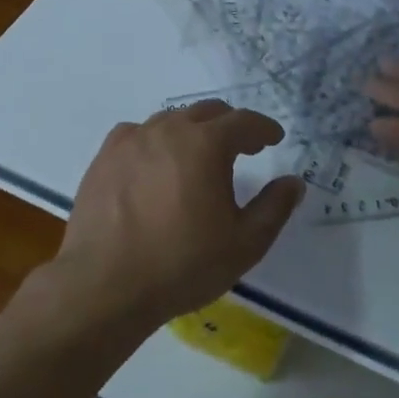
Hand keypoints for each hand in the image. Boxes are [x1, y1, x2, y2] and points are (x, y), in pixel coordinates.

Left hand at [51, 100, 306, 329]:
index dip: (264, 128)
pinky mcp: (105, 156)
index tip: (273, 138)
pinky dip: (156, 140)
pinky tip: (155, 163)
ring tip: (199, 156)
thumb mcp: (244, 244)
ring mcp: (132, 139)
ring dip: (193, 130)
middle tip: (243, 147)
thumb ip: (274, 208)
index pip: (244, 121)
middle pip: (207, 112)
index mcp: (206, 144)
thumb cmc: (182, 265)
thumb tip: (293, 182)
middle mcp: (169, 129)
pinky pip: (138, 133)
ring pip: (171, 119)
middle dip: (230, 125)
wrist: (105, 285)